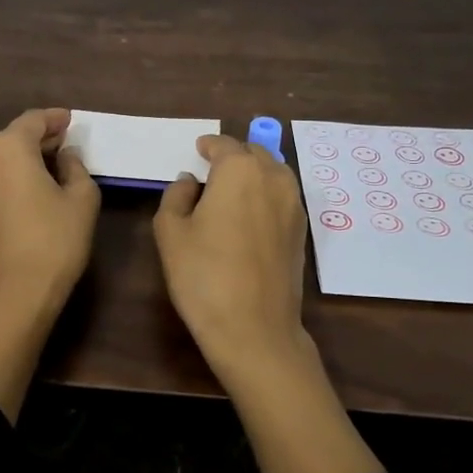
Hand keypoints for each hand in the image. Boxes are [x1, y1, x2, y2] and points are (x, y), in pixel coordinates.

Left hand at [0, 107, 99, 318]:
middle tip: (65, 143)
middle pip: (13, 137)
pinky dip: (11, 177)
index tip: (71, 120)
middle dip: (39, 138)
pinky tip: (30, 190)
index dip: (54, 119)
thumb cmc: (54, 241)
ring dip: (24, 158)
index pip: (33, 120)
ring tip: (50, 167)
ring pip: (0, 159)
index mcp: (8, 148)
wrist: (13, 296)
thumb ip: (75, 167)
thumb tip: (65, 155)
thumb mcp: (82, 199)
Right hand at [153, 133, 309, 378]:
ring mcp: (294, 205)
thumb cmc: (203, 275)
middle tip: (212, 172)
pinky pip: (282, 198)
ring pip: (273, 174)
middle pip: (253, 154)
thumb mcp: (171, 232)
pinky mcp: (302, 231)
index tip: (198, 150)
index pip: (223, 145)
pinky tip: (249, 217)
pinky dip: (266, 196)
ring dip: (254, 174)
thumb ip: (177, 195)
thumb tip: (191, 181)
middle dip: (233, 157)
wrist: (254, 328)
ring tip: (232, 192)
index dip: (208, 146)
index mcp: (240, 170)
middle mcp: (273, 178)